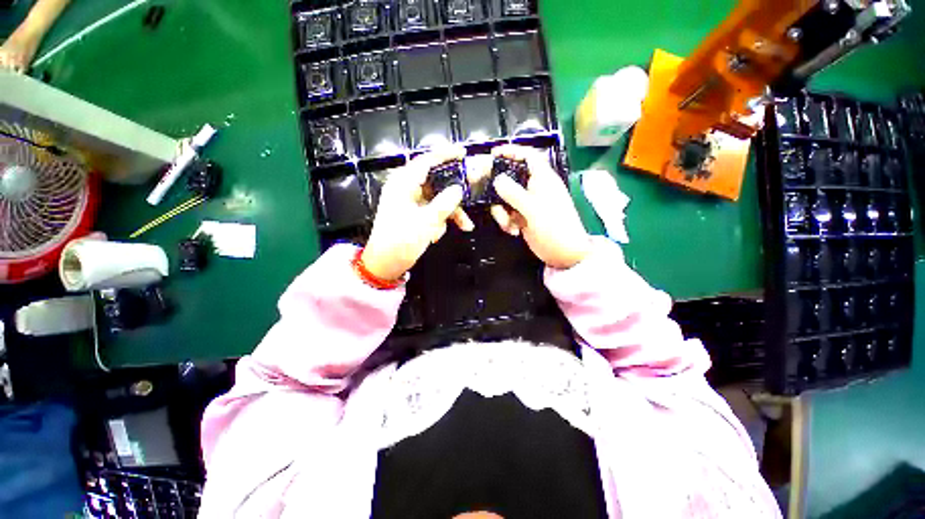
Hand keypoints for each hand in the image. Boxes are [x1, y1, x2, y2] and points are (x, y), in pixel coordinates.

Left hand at [362, 146, 473, 280]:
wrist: (385, 264)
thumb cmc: (401, 241)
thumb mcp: (426, 222)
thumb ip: (445, 203)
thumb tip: (459, 189)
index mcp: (403, 183)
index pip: (426, 161)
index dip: (446, 155)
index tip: (464, 153)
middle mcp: (406, 188)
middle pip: (436, 181)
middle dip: (455, 193)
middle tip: (472, 194)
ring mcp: (410, 202)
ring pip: (438, 199)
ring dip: (451, 212)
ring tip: (465, 225)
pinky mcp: (414, 214)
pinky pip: (433, 211)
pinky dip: (441, 220)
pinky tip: (439, 235)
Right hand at [489, 145, 590, 268]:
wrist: (564, 253)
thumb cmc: (554, 227)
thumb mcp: (533, 209)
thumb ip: (513, 193)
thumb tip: (497, 179)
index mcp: (542, 178)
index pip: (528, 156)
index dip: (511, 151)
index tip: (493, 155)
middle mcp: (534, 188)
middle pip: (510, 178)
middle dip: (498, 189)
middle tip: (486, 195)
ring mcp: (527, 203)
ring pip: (505, 198)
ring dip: (501, 212)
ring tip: (509, 225)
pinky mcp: (523, 217)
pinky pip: (507, 213)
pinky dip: (506, 221)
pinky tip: (513, 231)